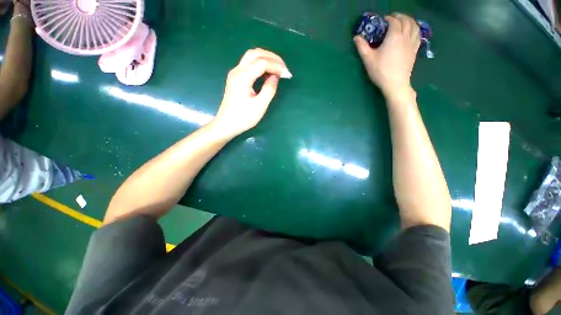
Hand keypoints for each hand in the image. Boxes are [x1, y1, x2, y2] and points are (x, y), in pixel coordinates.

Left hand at [213, 48, 290, 136]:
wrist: (227, 124)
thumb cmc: (244, 118)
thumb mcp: (260, 106)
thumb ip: (269, 89)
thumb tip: (275, 76)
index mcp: (243, 77)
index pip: (262, 63)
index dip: (276, 66)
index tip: (287, 74)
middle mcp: (237, 71)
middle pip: (255, 53)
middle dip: (272, 57)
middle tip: (284, 67)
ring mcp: (235, 73)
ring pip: (251, 57)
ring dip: (266, 59)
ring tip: (278, 68)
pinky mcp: (236, 78)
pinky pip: (249, 64)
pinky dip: (260, 64)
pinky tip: (267, 72)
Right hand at [354, 13, 420, 99]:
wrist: (395, 83)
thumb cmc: (381, 71)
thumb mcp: (368, 59)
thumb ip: (362, 47)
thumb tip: (355, 37)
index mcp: (394, 36)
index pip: (394, 21)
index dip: (389, 18)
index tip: (383, 19)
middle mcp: (405, 36)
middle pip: (406, 20)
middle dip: (400, 16)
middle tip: (393, 18)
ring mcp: (412, 44)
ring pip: (415, 26)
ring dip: (410, 21)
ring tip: (404, 21)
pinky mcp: (414, 51)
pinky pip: (418, 35)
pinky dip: (415, 30)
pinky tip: (412, 32)